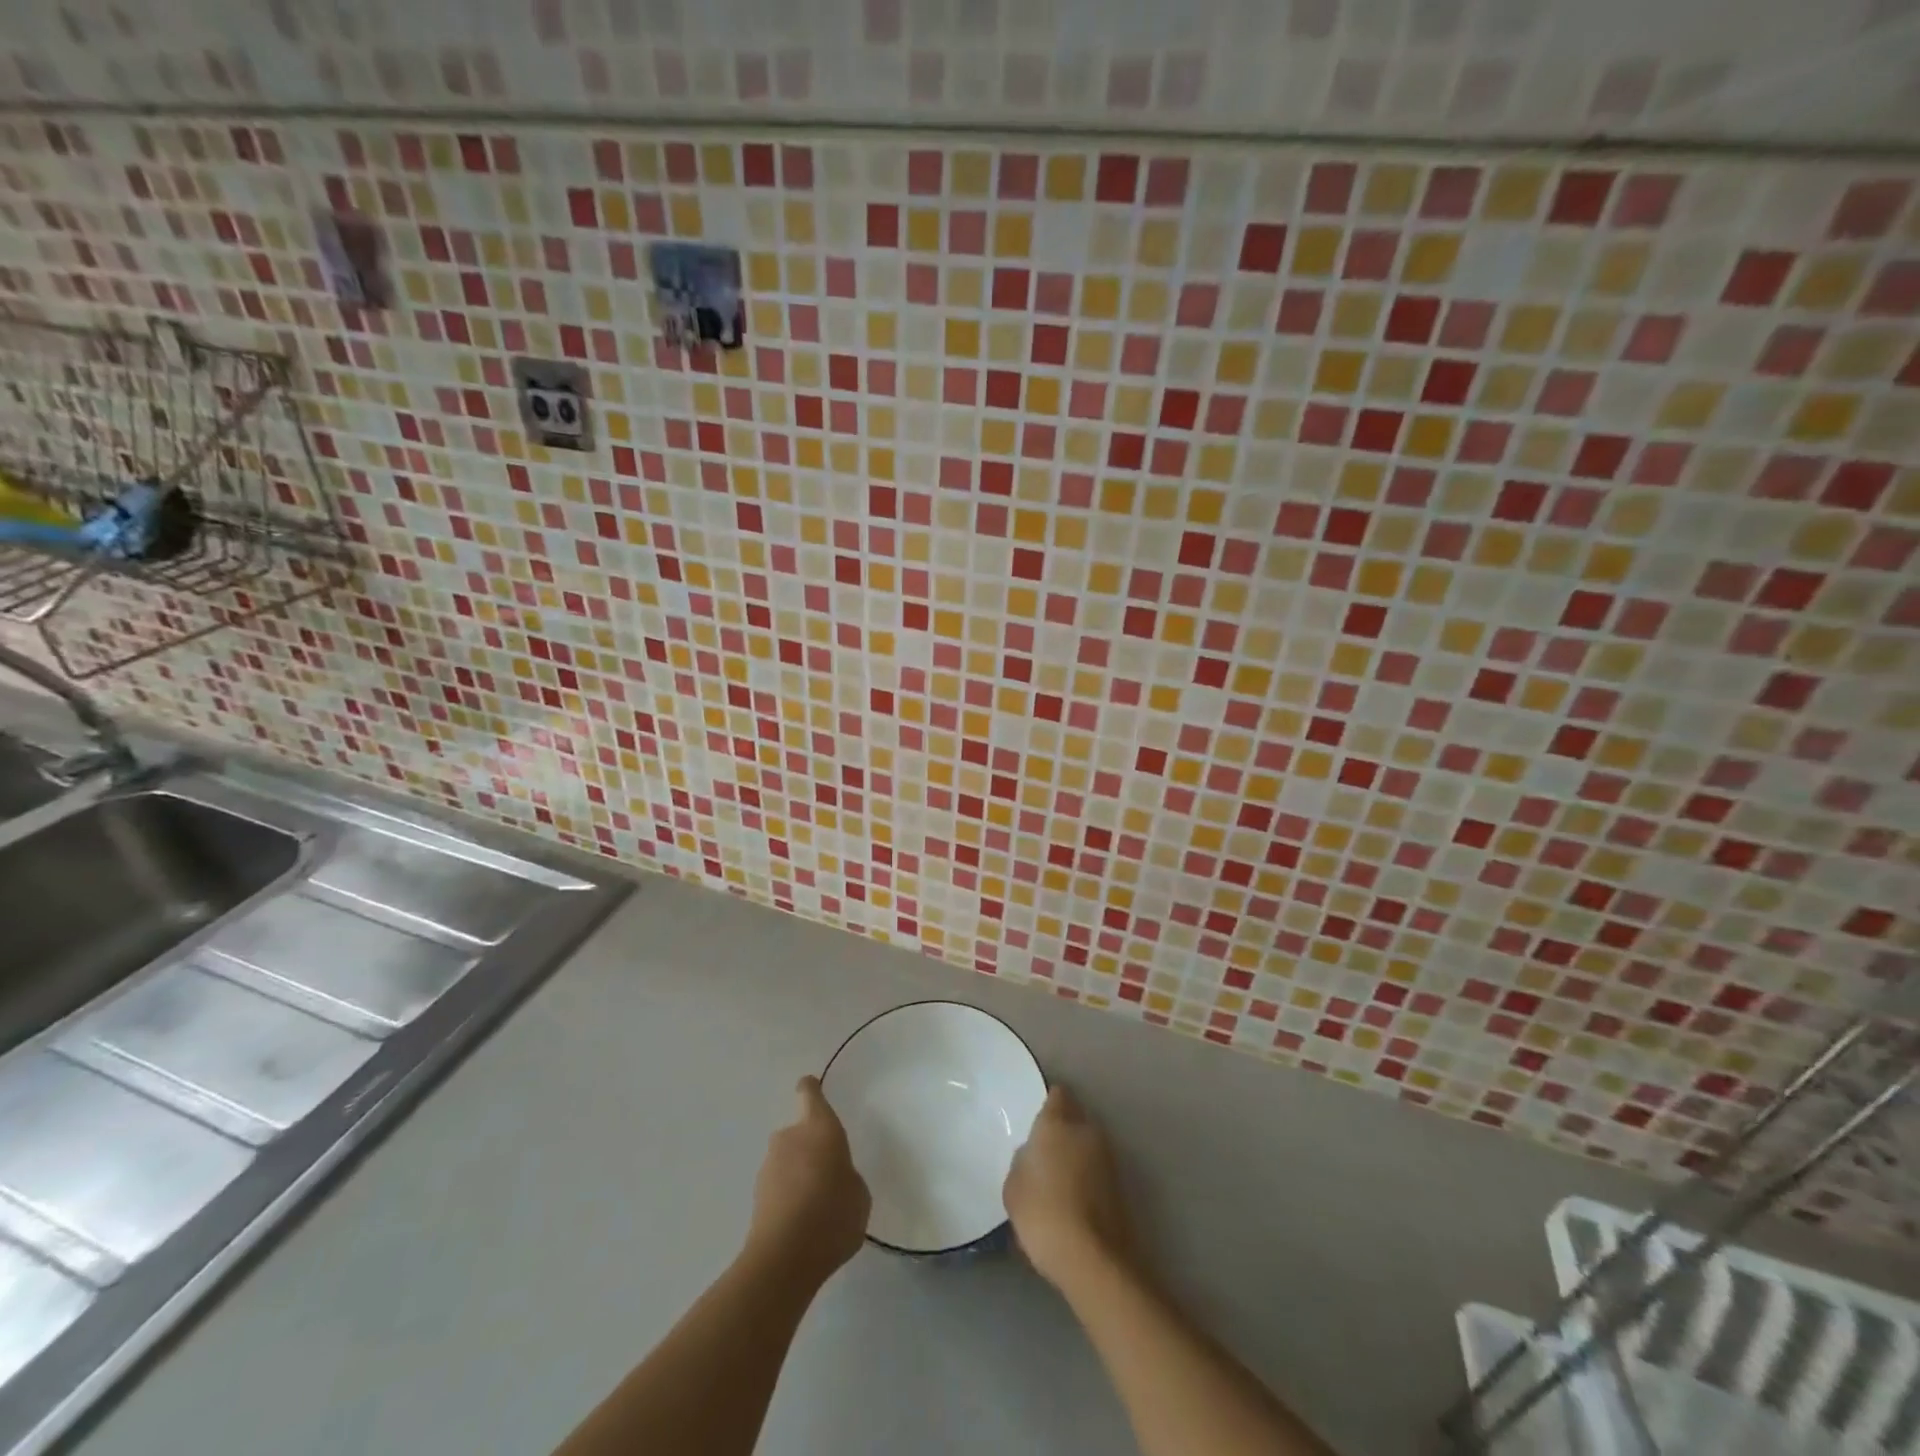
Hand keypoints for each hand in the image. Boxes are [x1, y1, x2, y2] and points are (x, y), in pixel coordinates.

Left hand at [747, 1076, 870, 1282]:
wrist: (784, 1258)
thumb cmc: (832, 1213)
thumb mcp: (859, 1194)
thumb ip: (847, 1176)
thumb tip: (834, 1178)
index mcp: (819, 1127)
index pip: (810, 1094)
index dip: (811, 1090)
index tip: (811, 1088)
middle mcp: (790, 1137)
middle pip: (799, 1132)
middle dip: (810, 1148)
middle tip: (828, 1174)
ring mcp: (769, 1166)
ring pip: (787, 1161)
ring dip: (798, 1174)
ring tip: (816, 1207)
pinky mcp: (756, 1196)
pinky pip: (778, 1187)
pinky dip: (788, 1198)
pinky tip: (802, 1225)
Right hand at [1003, 1085, 1133, 1289]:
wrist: (1092, 1259)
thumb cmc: (1042, 1213)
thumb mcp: (1014, 1187)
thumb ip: (1022, 1161)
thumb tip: (1033, 1155)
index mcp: (1057, 1123)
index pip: (1057, 1095)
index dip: (1049, 1103)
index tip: (1038, 1119)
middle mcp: (1087, 1131)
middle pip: (1076, 1117)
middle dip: (1064, 1128)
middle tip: (1045, 1149)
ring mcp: (1109, 1158)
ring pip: (1089, 1144)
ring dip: (1078, 1153)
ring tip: (1059, 1178)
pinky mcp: (1121, 1186)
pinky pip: (1098, 1170)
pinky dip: (1088, 1178)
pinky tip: (1074, 1199)